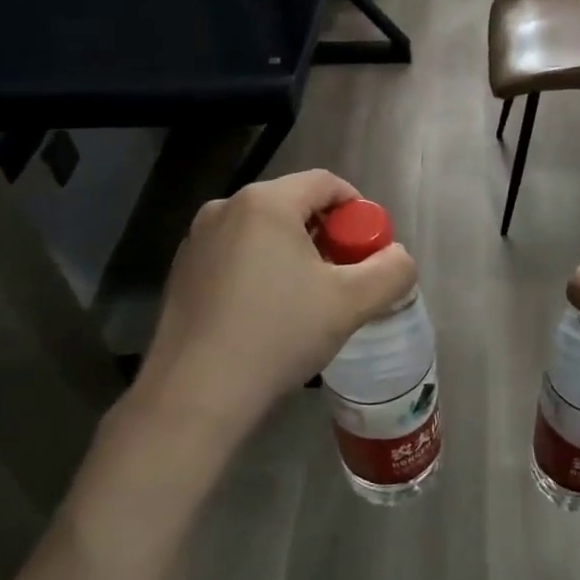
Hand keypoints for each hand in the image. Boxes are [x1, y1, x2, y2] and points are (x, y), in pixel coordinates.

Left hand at [135, 170, 415, 451]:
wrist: (196, 396)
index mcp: (265, 202)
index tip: (369, 249)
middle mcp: (225, 208)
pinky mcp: (182, 273)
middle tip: (344, 277)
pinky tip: (268, 315)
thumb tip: (398, 257)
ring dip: (295, 255)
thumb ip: (391, 270)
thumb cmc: (278, 334)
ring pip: (264, 232)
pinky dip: (262, 271)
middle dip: (327, 235)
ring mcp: (197, 241)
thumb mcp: (352, 302)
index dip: (358, 210)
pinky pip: (236, 255)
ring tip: (308, 300)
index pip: (326, 183)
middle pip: (294, 205)